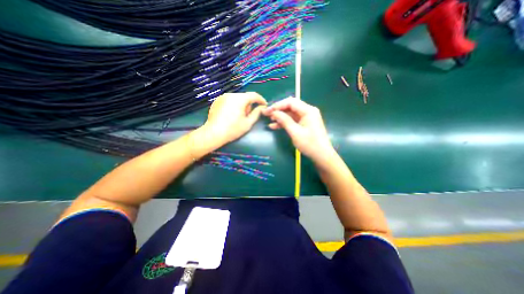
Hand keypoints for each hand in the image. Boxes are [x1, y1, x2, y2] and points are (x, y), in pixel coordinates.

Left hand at [202, 92, 266, 143]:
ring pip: (237, 99)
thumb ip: (256, 113)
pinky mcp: (216, 101)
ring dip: (241, 105)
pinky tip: (230, 116)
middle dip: (249, 105)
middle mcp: (231, 94)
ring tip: (238, 117)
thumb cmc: (233, 129)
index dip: (260, 100)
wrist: (213, 133)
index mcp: (240, 99)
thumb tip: (261, 108)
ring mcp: (222, 97)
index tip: (264, 105)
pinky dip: (233, 105)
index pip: (254, 95)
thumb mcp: (248, 123)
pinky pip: (229, 101)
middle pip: (244, 97)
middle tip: (248, 116)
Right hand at [265, 97, 332, 161]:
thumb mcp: (295, 132)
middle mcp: (308, 111)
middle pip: (290, 106)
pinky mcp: (305, 123)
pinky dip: (285, 122)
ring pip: (291, 114)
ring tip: (270, 120)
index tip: (268, 111)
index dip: (278, 105)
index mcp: (308, 110)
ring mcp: (307, 117)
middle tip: (267, 114)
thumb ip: (284, 120)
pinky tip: (275, 126)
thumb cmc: (310, 144)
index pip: (290, 102)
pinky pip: (293, 120)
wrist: (321, 156)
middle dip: (278, 110)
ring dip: (280, 117)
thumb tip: (274, 112)